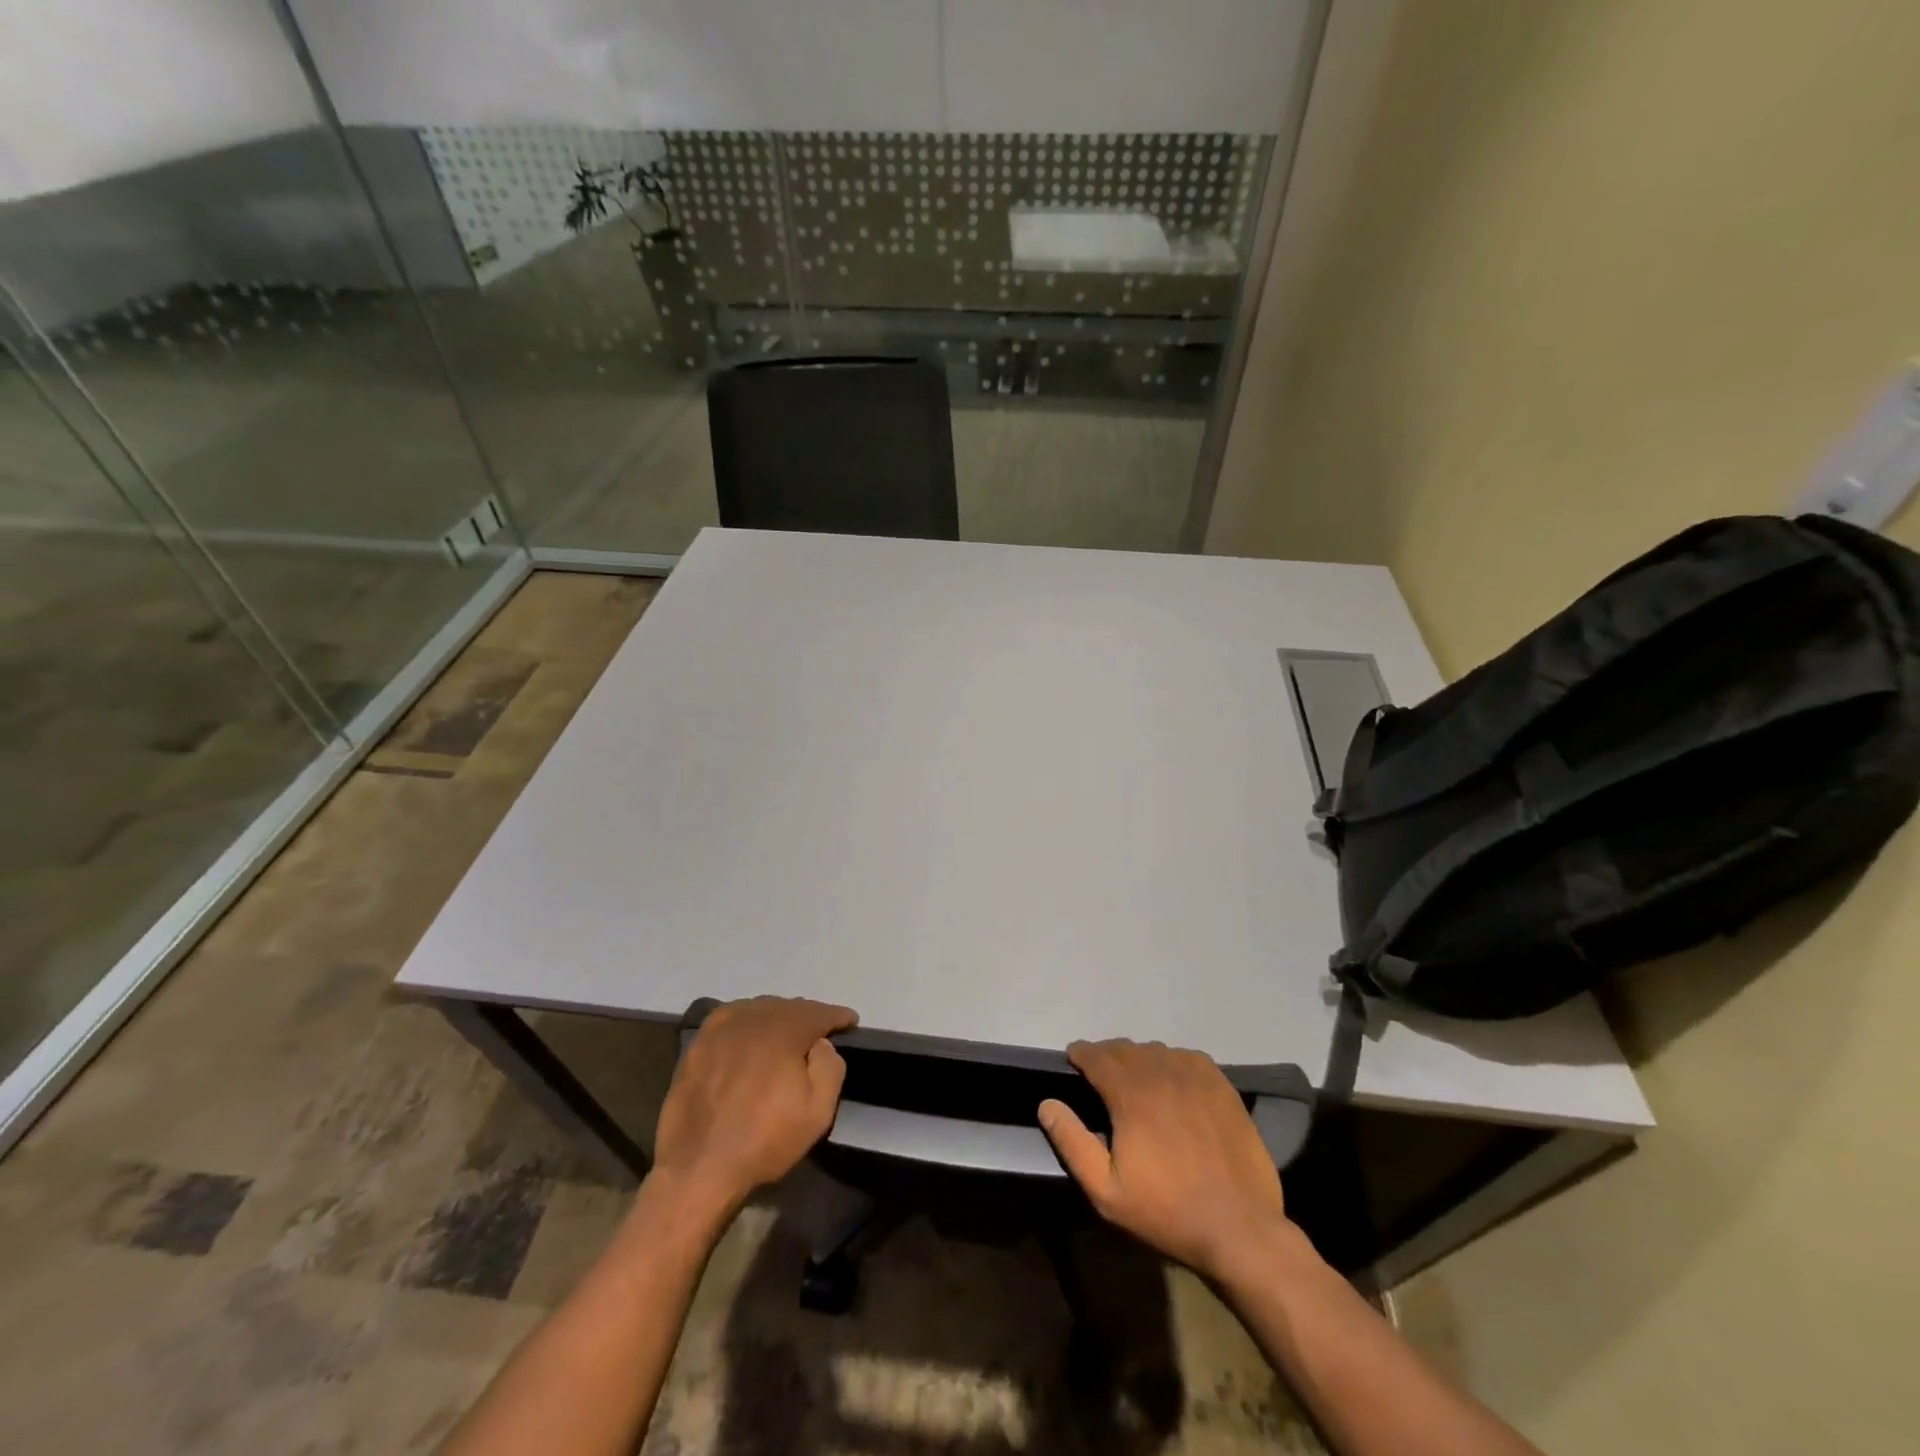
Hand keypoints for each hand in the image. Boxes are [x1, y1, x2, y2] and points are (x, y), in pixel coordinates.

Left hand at [652, 997, 856, 1216]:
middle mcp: (752, 1018)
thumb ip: (830, 1067)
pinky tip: (749, 1034)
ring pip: (759, 1010)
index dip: (837, 1016)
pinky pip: (731, 1019)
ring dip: (777, 1017)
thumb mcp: (818, 1112)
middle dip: (808, 1016)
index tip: (850, 1021)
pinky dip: (747, 1021)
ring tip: (786, 1033)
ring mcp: (721, 1029)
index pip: (819, 1012)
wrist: (698, 1168)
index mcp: (784, 1031)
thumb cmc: (764, 1141)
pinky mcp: (698, 1043)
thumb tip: (822, 1043)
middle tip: (820, 1032)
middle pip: (788, 1007)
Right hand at [1039, 1039, 1292, 1283]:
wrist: (1239, 1229)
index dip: (1081, 1053)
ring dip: (1139, 1058)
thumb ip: (1072, 1142)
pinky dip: (1173, 1060)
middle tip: (1100, 1072)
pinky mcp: (1223, 1088)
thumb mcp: (1106, 1191)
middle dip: (1107, 1055)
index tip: (1073, 1059)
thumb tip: (1047, 1104)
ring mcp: (1196, 1078)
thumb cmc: (1166, 1212)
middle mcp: (1162, 1074)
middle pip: (1126, 1049)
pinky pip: (1189, 1057)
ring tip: (1135, 1077)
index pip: (1097, 1056)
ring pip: (1157, 1051)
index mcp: (1131, 1095)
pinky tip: (1172, 1078)